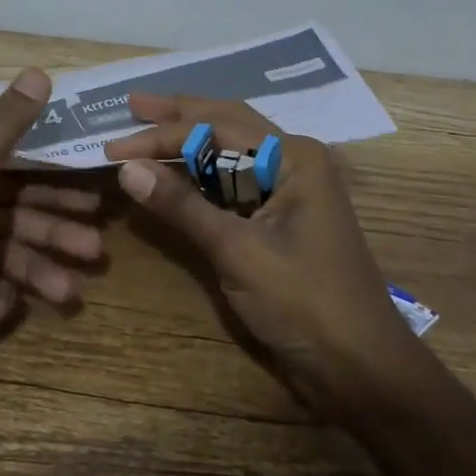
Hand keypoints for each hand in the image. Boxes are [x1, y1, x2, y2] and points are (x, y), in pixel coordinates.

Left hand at [0, 68, 99, 406]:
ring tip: (70, 293)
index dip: (50, 178)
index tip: (90, 196)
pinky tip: (0, 313)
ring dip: (36, 272)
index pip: (7, 168)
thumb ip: (3, 127)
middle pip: (10, 214)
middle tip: (96, 250)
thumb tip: (37, 72)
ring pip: (1, 256)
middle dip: (53, 231)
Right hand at [107, 93, 416, 420]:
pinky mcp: (277, 221)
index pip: (216, 127)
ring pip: (228, 154)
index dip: (161, 135)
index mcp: (293, 156)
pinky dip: (199, 178)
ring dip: (186, 145)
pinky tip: (173, 174)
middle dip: (177, 116)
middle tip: (131, 105)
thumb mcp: (237, 250)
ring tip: (144, 131)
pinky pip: (232, 185)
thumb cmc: (305, 302)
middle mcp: (291, 162)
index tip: (114, 146)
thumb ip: (182, 205)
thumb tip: (127, 168)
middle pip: (225, 125)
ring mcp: (287, 191)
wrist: (361, 371)